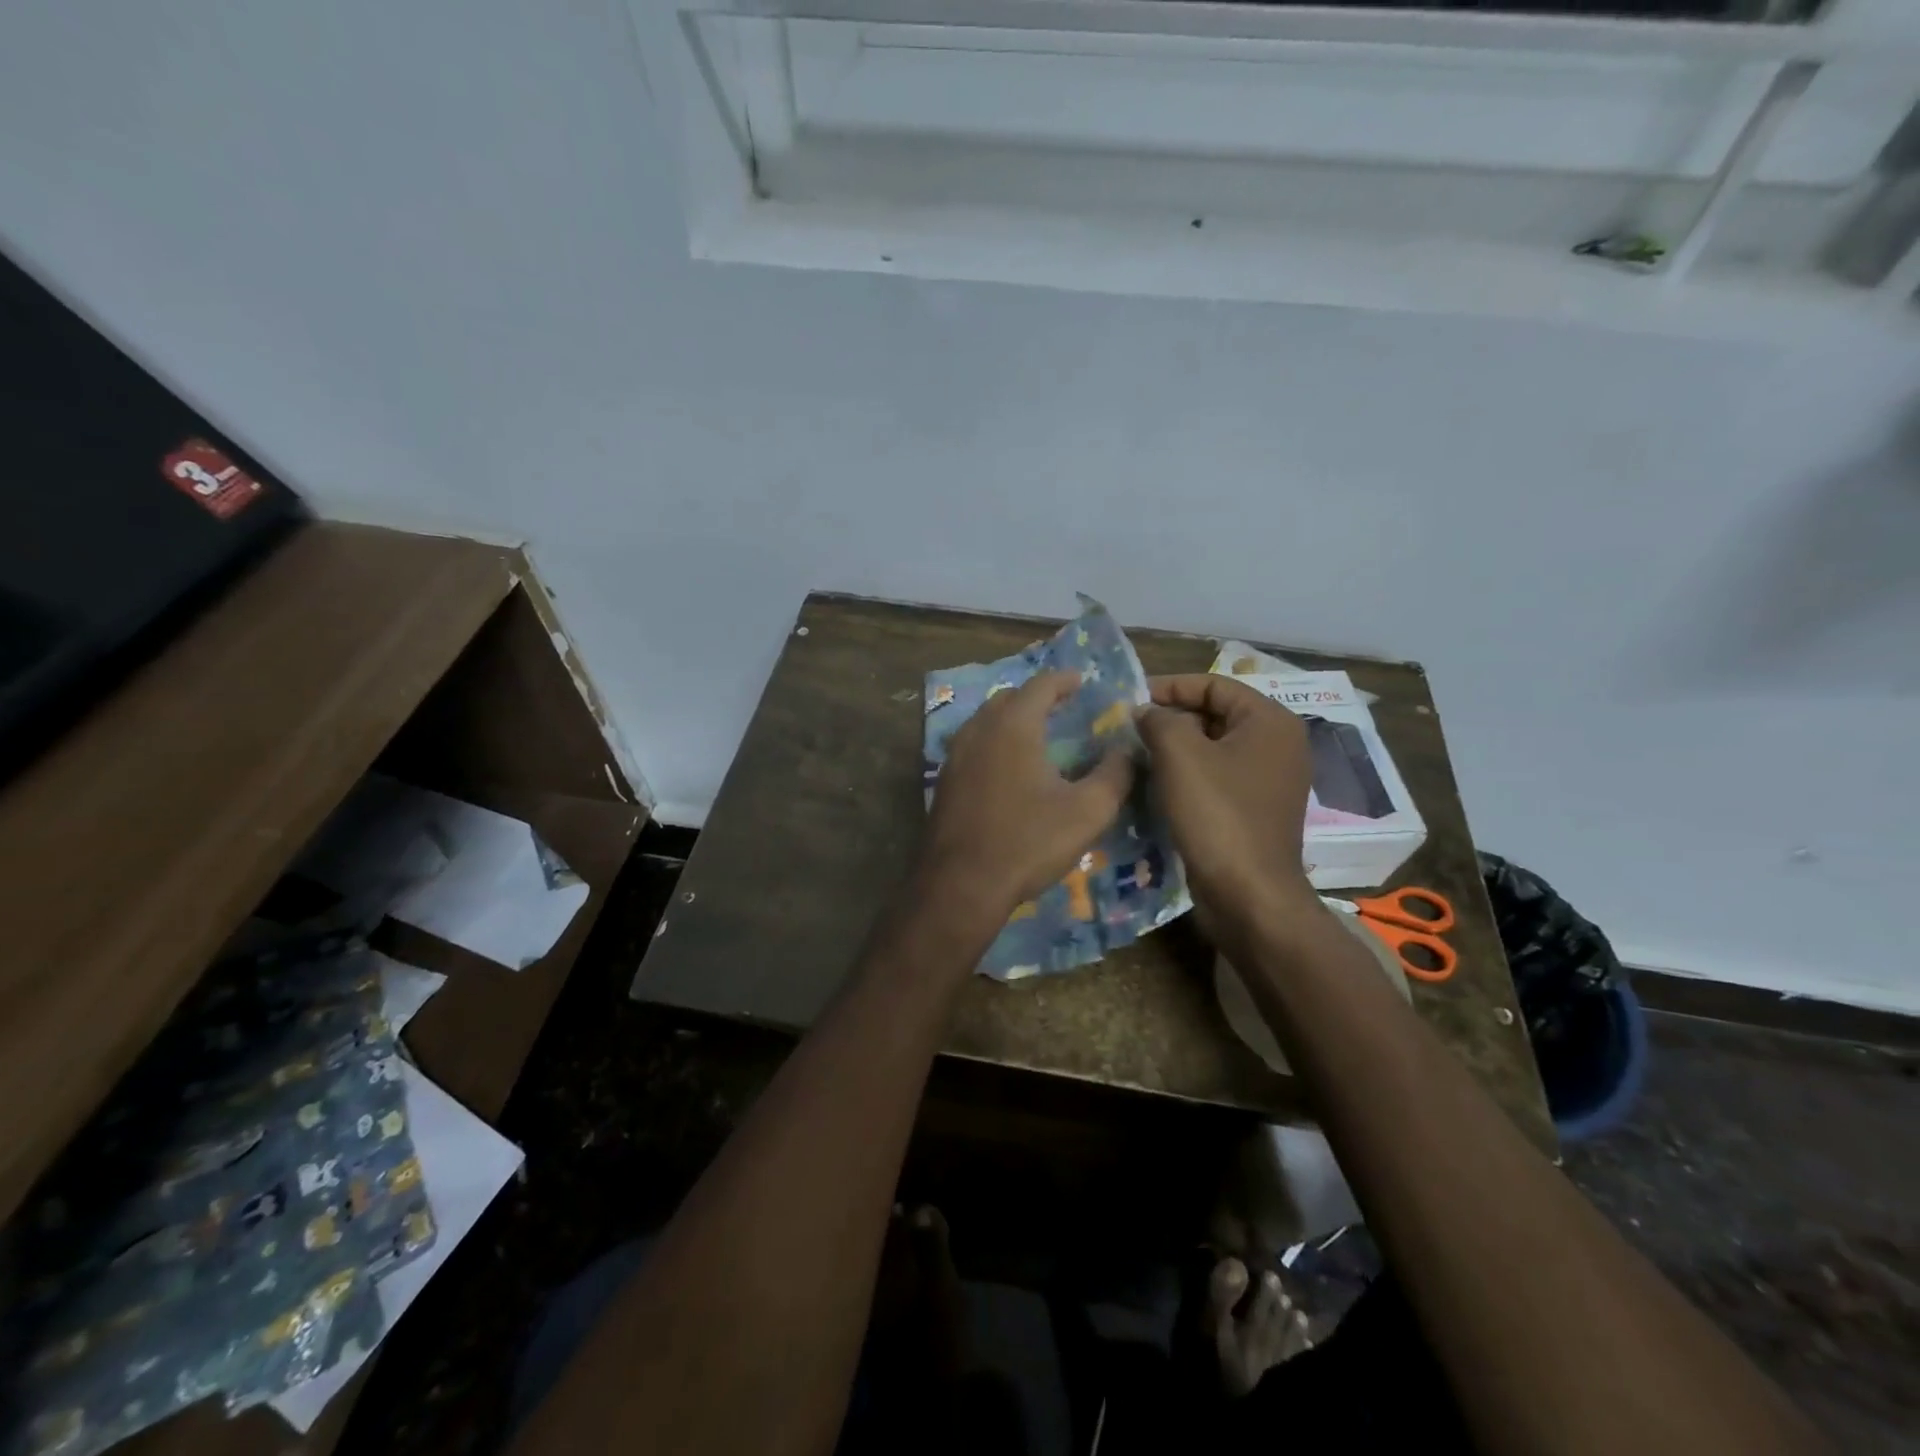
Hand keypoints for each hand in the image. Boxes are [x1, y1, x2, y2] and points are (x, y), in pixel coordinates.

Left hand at [922, 671, 1135, 918]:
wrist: (960, 885)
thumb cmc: (1028, 842)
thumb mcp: (1088, 811)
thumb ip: (1115, 774)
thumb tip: (1127, 750)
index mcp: (1013, 726)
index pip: (1041, 685)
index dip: (1064, 680)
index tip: (1082, 682)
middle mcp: (979, 730)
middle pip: (1009, 698)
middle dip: (1036, 697)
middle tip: (1061, 708)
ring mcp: (955, 755)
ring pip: (986, 721)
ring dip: (1011, 719)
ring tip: (1036, 735)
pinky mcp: (944, 781)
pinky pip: (972, 745)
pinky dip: (994, 742)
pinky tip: (1007, 768)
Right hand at [1136, 674, 1316, 925]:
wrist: (1248, 895)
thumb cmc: (1217, 816)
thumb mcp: (1180, 755)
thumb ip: (1158, 719)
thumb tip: (1145, 712)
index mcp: (1270, 721)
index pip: (1214, 684)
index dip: (1170, 686)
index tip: (1131, 700)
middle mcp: (1278, 745)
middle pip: (1215, 714)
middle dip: (1171, 717)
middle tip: (1130, 728)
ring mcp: (1270, 780)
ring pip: (1214, 747)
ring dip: (1175, 747)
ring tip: (1136, 754)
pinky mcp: (1256, 809)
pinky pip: (1218, 777)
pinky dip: (1188, 774)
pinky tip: (1157, 784)